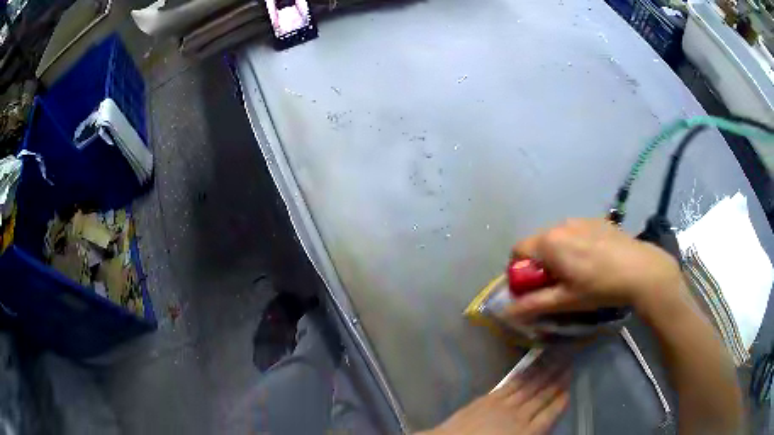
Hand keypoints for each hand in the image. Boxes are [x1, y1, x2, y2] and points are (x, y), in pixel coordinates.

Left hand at [421, 365, 569, 434]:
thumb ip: (531, 433)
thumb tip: (543, 424)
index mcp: (526, 433)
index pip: (549, 416)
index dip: (560, 403)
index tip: (569, 392)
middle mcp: (518, 416)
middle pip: (542, 397)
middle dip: (558, 382)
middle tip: (570, 366)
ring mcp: (502, 405)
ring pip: (529, 387)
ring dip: (545, 373)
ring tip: (557, 360)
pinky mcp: (487, 398)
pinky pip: (511, 384)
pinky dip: (523, 375)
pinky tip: (530, 368)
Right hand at [507, 218, 684, 318]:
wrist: (639, 269)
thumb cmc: (598, 287)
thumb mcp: (565, 301)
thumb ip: (533, 305)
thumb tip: (506, 313)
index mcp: (549, 242)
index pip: (517, 250)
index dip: (519, 271)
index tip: (533, 287)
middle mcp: (560, 224)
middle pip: (538, 243)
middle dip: (539, 263)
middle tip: (556, 284)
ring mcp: (580, 219)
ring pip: (557, 237)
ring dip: (558, 254)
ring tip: (577, 272)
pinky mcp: (596, 220)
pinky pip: (575, 232)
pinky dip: (575, 245)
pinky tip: (594, 260)